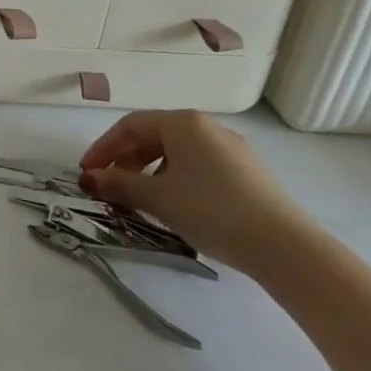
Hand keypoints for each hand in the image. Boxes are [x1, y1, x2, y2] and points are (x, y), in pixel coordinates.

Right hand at [79, 110, 318, 274]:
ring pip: (177, 154)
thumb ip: (118, 184)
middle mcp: (207, 127)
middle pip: (153, 137)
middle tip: (110, 187)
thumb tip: (88, 179)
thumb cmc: (210, 210)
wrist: (284, 247)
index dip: (103, 148)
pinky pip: (199, 168)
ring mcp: (232, 150)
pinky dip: (176, 181)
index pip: (130, 126)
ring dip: (150, 173)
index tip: (87, 172)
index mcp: (182, 123)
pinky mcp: (248, 174)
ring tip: (140, 201)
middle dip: (126, 161)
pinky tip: (176, 207)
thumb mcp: (156, 198)